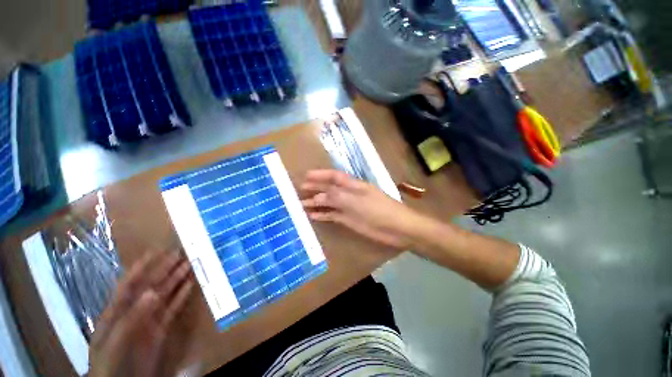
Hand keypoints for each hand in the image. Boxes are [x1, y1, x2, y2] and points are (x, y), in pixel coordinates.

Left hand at [89, 251, 194, 376]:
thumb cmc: (109, 365)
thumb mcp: (115, 342)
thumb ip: (132, 318)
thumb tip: (153, 292)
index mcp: (116, 312)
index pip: (128, 285)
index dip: (140, 267)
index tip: (155, 251)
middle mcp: (133, 311)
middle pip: (150, 286)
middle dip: (164, 269)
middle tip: (180, 253)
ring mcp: (148, 320)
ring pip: (164, 295)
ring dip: (176, 279)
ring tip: (189, 264)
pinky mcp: (160, 329)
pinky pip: (172, 308)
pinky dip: (181, 296)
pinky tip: (190, 285)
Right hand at [301, 170, 425, 249]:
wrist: (397, 228)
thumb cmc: (378, 210)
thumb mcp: (357, 201)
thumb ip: (337, 197)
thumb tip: (317, 195)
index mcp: (353, 185)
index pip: (334, 176)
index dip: (320, 175)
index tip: (306, 176)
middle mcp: (349, 194)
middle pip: (329, 188)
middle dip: (315, 188)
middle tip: (299, 189)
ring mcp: (349, 207)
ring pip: (329, 202)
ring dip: (316, 202)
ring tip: (301, 204)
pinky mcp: (349, 219)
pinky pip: (333, 215)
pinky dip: (323, 215)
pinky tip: (313, 216)